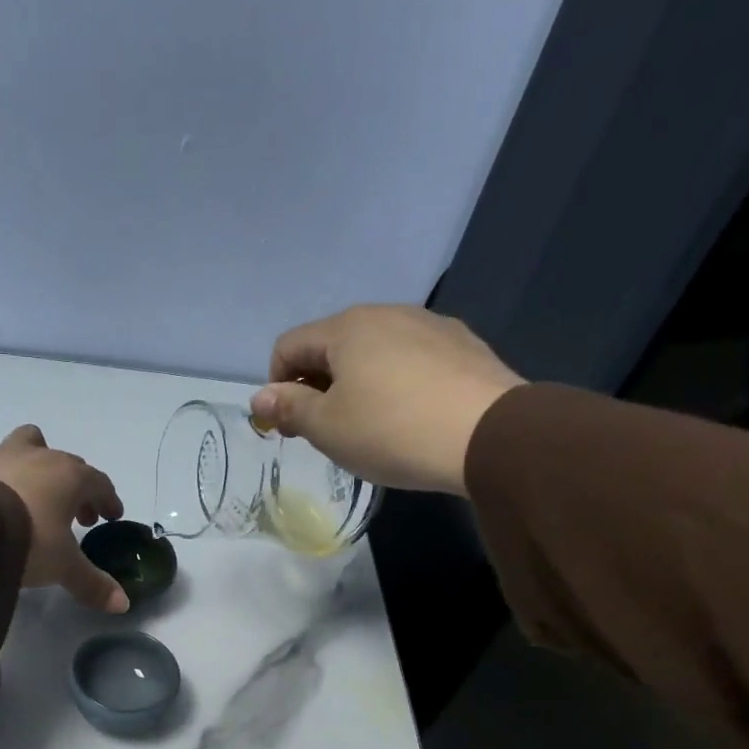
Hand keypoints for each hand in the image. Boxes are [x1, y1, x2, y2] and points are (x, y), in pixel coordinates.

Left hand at [0, 426, 128, 613]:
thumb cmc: (28, 539)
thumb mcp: (63, 566)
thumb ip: (91, 583)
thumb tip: (122, 604)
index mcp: (71, 476)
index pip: (99, 483)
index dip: (108, 500)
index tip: (111, 517)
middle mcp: (41, 457)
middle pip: (68, 465)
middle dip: (78, 489)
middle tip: (78, 517)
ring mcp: (3, 455)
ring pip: (31, 447)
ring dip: (40, 470)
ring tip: (36, 497)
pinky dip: (5, 479)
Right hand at [248, 305, 523, 493]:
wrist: (488, 435)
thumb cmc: (391, 430)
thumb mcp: (327, 427)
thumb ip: (289, 408)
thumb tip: (260, 397)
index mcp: (346, 328)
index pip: (288, 346)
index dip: (277, 386)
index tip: (289, 425)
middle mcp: (387, 313)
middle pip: (331, 346)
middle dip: (317, 385)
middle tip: (325, 430)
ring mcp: (430, 325)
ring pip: (373, 351)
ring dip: (357, 384)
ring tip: (370, 426)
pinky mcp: (463, 345)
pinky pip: (410, 360)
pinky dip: (396, 383)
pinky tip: (409, 416)